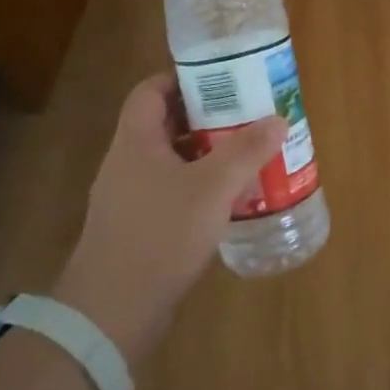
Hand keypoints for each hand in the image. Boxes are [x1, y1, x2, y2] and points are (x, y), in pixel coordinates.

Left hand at [53, 74, 285, 365]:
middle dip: (206, 116)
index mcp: (135, 141)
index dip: (183, 77)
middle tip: (246, 113)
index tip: (221, 78)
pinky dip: (200, 186)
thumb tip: (277, 119)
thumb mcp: (213, 187)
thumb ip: (246, 150)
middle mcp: (127, 163)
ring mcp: (130, 198)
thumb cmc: (161, 234)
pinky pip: (172, 191)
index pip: (151, 90)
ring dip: (206, 153)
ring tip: (247, 152)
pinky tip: (230, 199)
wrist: (112, 312)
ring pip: (172, 160)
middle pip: (165, 124)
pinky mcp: (138, 228)